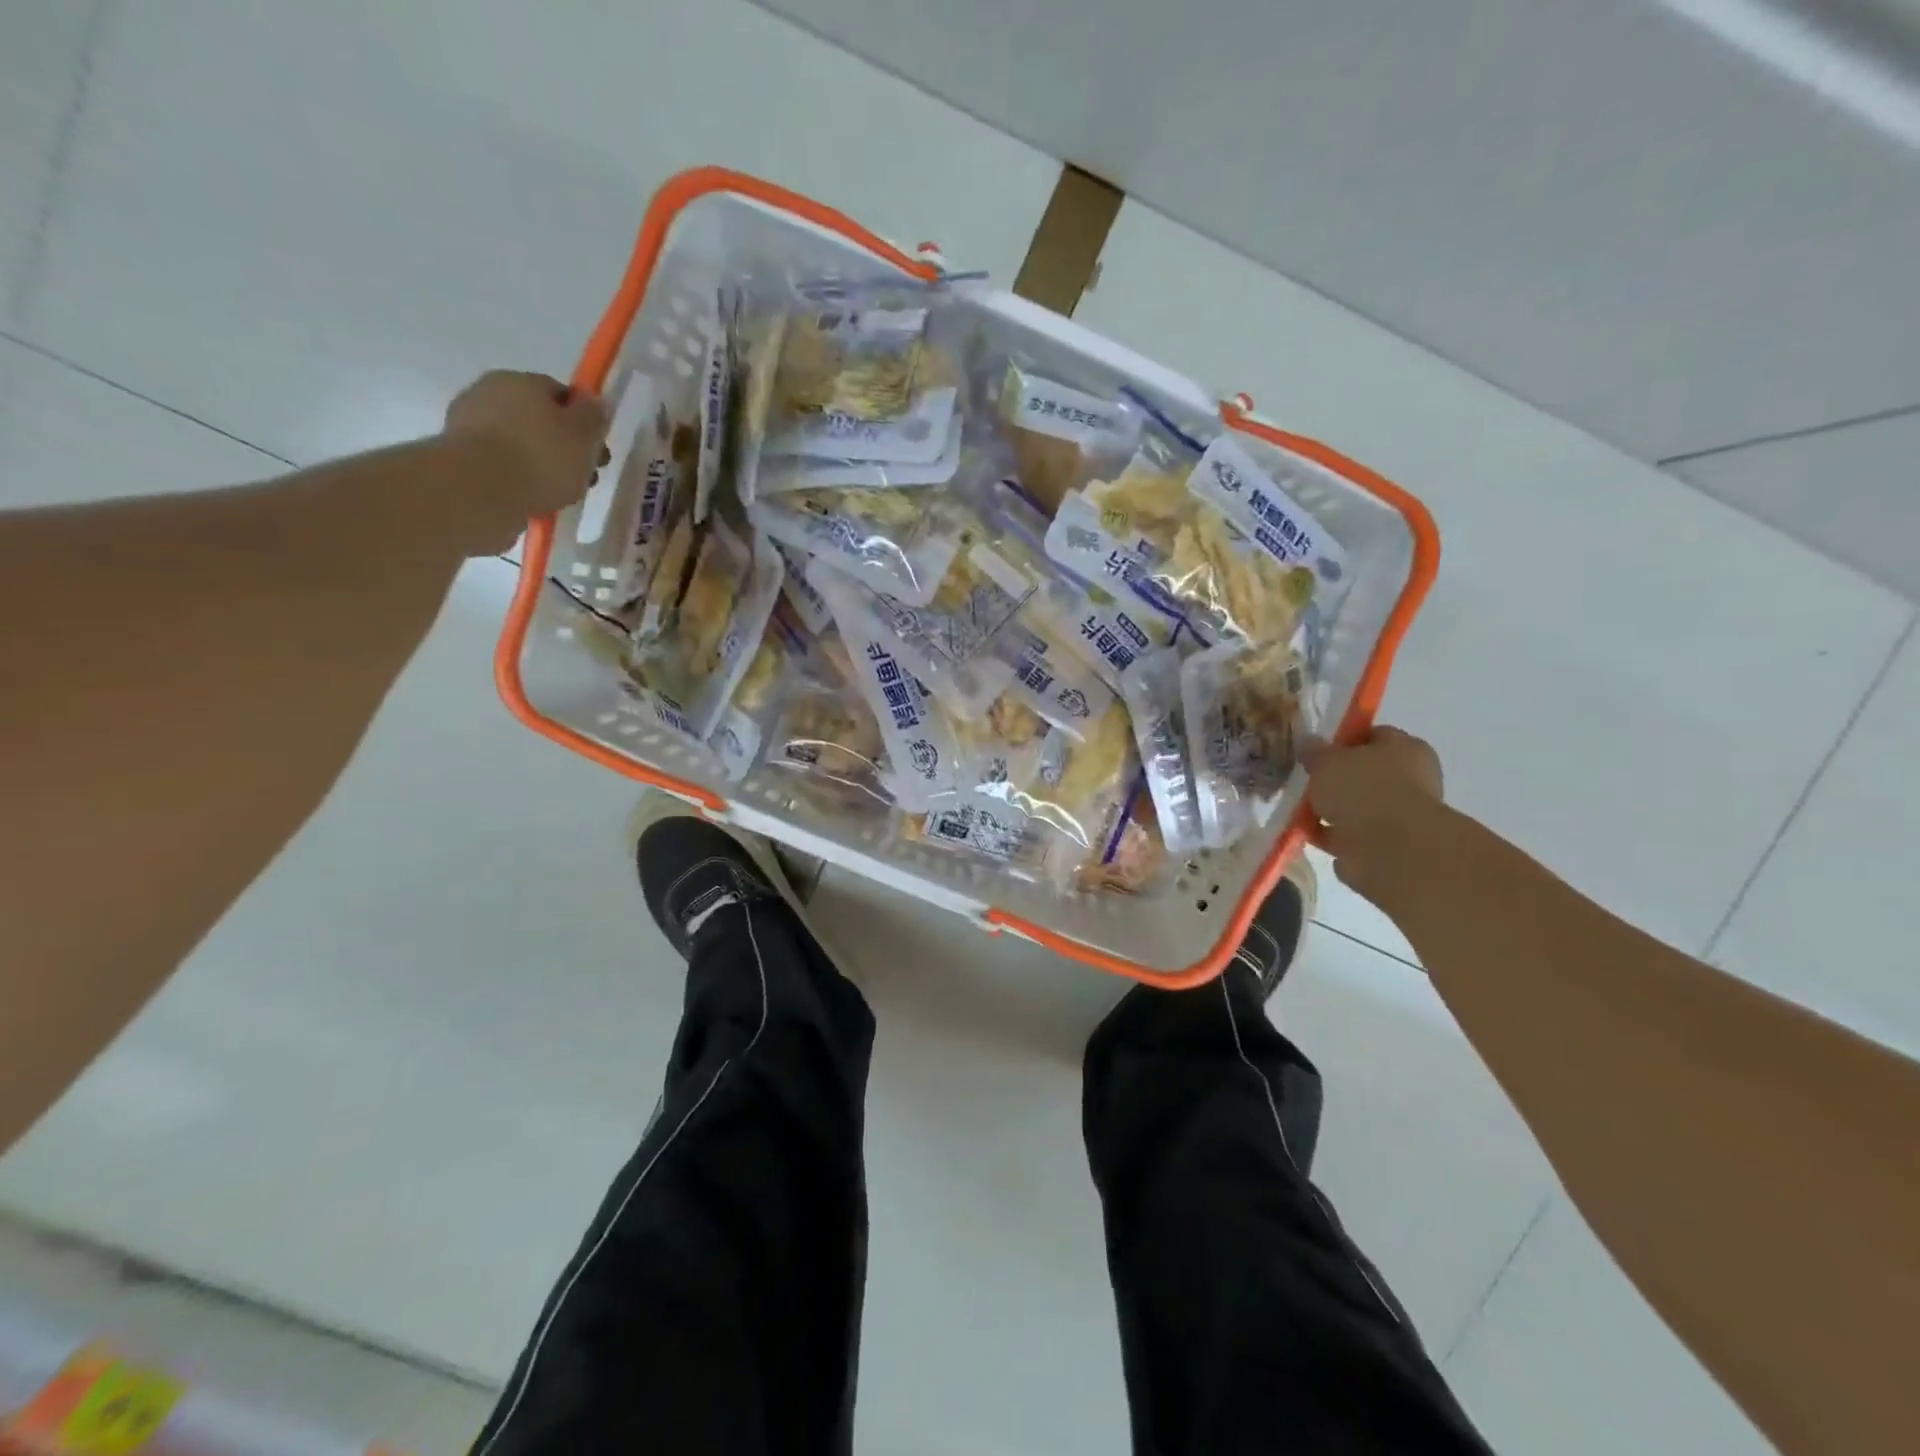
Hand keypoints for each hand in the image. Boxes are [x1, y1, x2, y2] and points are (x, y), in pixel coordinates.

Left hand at [441, 371, 610, 554]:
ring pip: (519, 442)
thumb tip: (596, 401)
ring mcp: (469, 423)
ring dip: (540, 463)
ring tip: (559, 494)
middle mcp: (490, 392)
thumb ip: (594, 416)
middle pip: (539, 419)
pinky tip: (531, 497)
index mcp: (522, 380)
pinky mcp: (458, 456)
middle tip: (583, 477)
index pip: (561, 394)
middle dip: (563, 446)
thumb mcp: (584, 436)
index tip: (596, 450)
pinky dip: (517, 476)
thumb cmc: (541, 457)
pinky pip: (501, 463)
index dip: (583, 422)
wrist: (480, 490)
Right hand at [1302, 727, 1444, 902]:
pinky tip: (1307, 834)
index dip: (1343, 741)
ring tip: (1300, 810)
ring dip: (1331, 811)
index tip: (1316, 751)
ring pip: (1356, 808)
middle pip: (1364, 774)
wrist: (1390, 849)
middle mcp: (1410, 780)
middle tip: (1307, 782)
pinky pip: (1351, 836)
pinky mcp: (1387, 847)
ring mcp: (1400, 816)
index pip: (1373, 736)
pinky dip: (1331, 836)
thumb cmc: (1363, 789)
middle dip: (1335, 780)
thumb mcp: (1328, 760)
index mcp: (1406, 749)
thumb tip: (1309, 743)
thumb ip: (1315, 751)